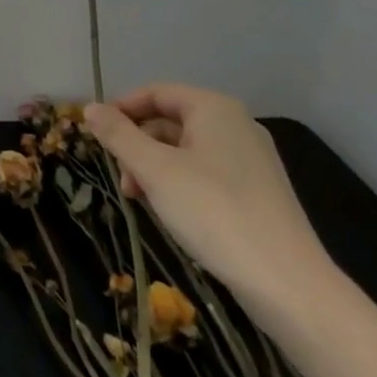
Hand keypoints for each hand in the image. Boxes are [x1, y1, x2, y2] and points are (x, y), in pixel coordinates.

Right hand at [85, 84, 331, 317]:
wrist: (287, 283)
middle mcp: (236, 124)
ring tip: (141, 201)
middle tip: (121, 179)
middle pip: (170, 121)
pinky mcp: (257, 191)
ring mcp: (251, 159)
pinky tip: (171, 212)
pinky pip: (206, 172)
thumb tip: (89, 108)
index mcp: (214, 109)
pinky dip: (180, 184)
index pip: (155, 93)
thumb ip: (119, 136)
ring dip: (155, 168)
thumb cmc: (213, 212)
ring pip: (186, 149)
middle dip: (138, 145)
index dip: (121, 109)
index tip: (97, 136)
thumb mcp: (155, 170)